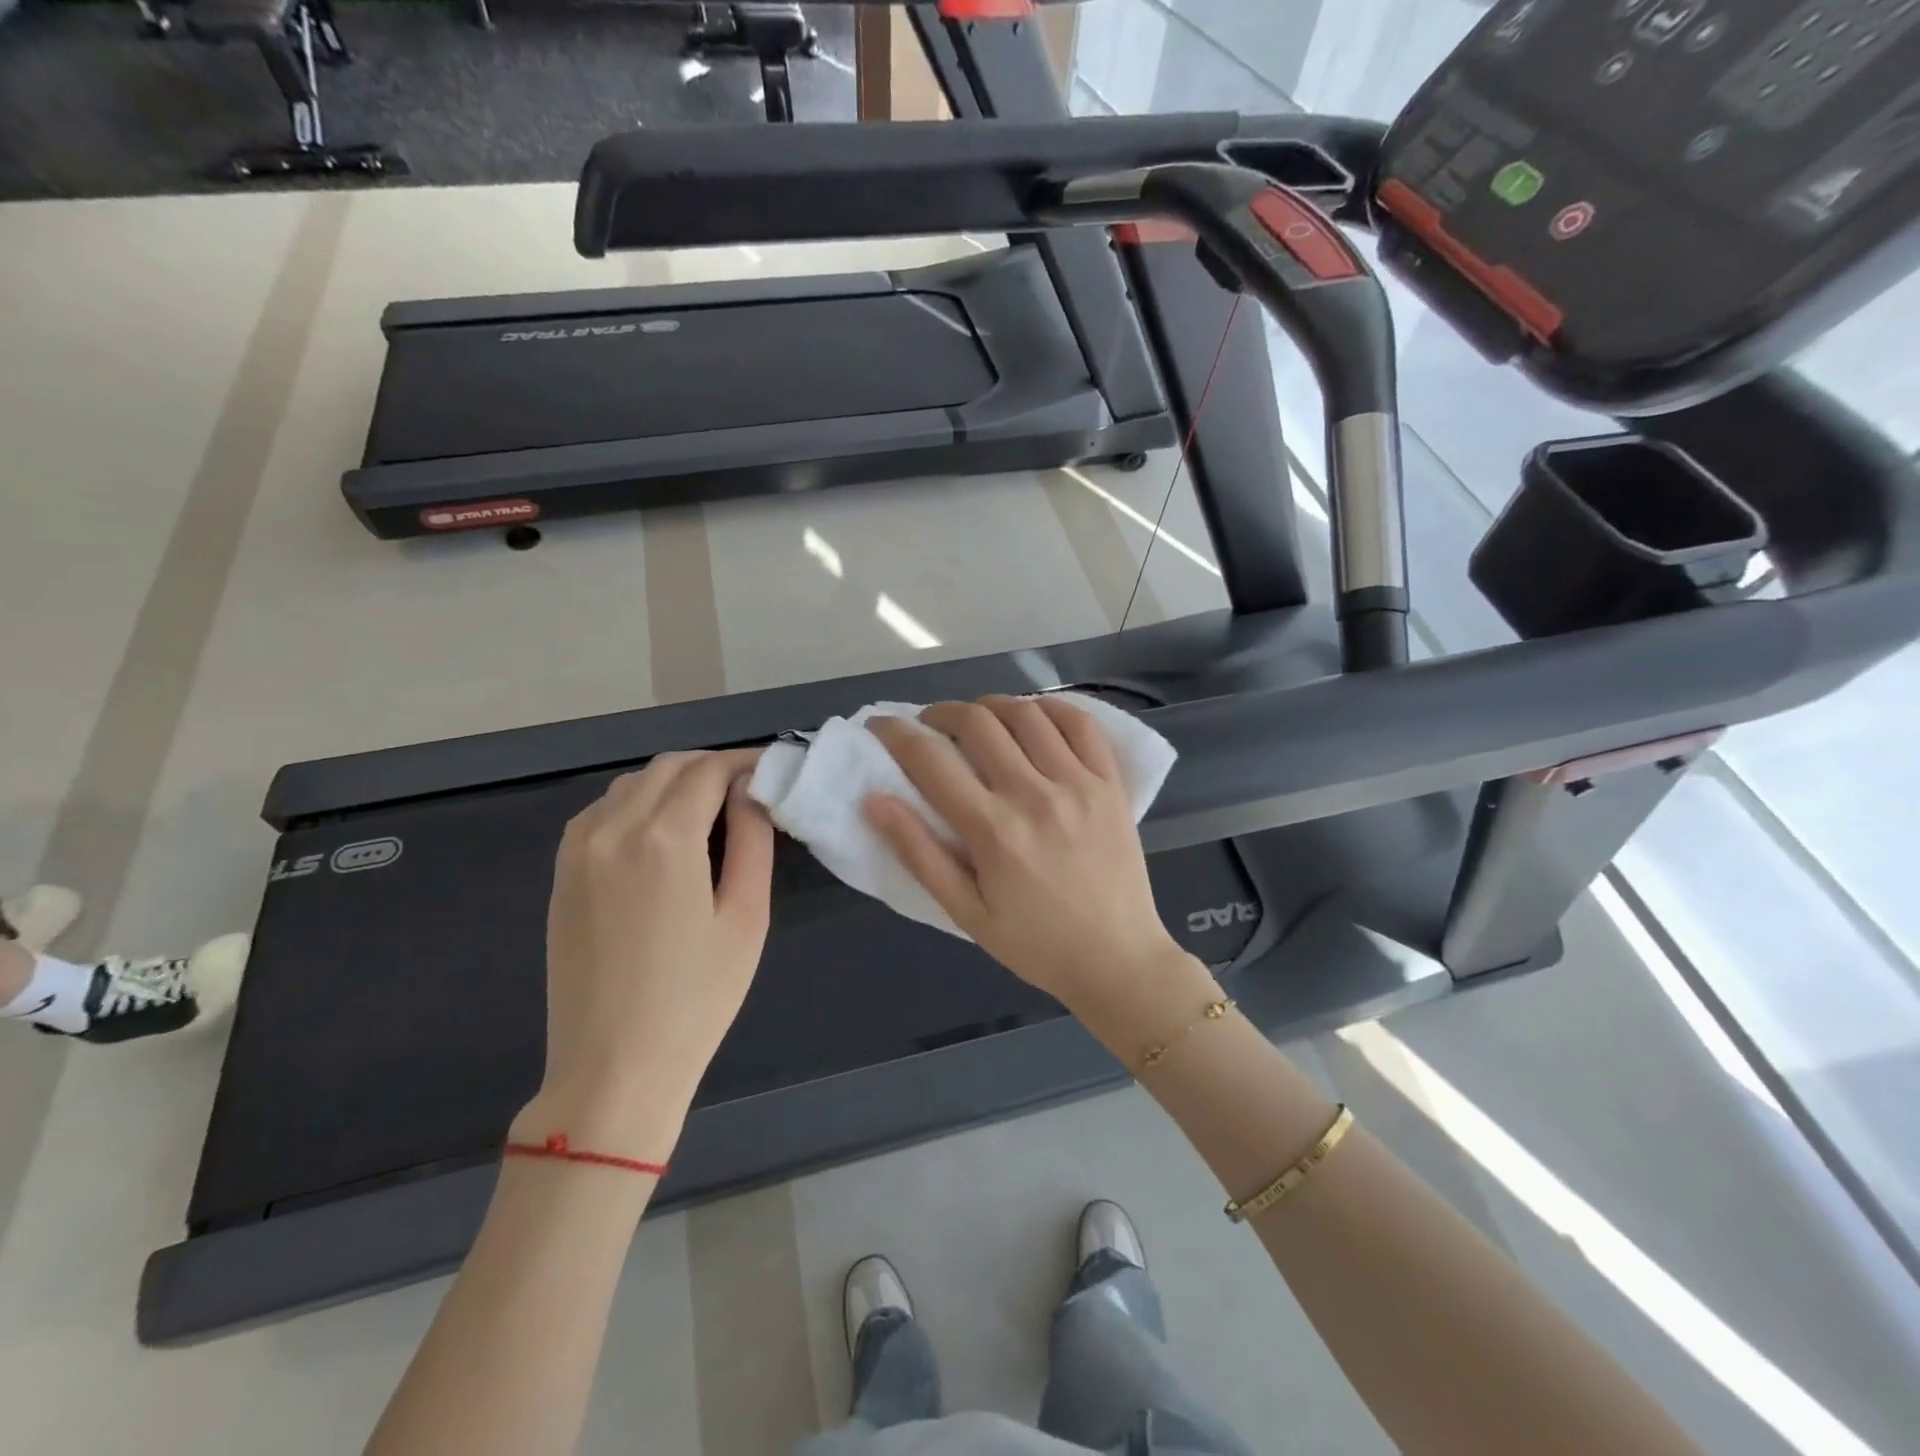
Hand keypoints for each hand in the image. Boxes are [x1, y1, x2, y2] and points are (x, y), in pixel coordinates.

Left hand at [520, 749, 773, 1159]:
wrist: (613, 1067)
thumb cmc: (697, 998)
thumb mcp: (747, 917)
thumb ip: (753, 840)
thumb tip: (750, 791)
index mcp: (663, 839)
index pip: (709, 770)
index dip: (745, 761)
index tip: (773, 770)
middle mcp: (612, 829)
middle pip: (668, 767)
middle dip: (712, 766)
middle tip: (749, 790)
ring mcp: (578, 850)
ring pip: (632, 783)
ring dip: (674, 781)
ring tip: (711, 809)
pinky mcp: (562, 873)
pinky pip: (602, 811)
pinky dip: (638, 802)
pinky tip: (661, 832)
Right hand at [864, 697, 1213, 1048]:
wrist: (1118, 959)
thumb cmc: (1035, 944)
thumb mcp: (966, 912)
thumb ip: (919, 854)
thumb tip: (875, 801)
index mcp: (993, 831)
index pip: (930, 760)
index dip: (895, 733)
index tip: (880, 726)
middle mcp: (1034, 795)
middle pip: (977, 722)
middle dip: (940, 712)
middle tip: (928, 725)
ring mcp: (1079, 783)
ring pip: (1026, 714)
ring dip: (990, 706)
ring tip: (978, 721)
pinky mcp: (1110, 783)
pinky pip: (1081, 724)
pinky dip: (1051, 708)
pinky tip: (1033, 717)